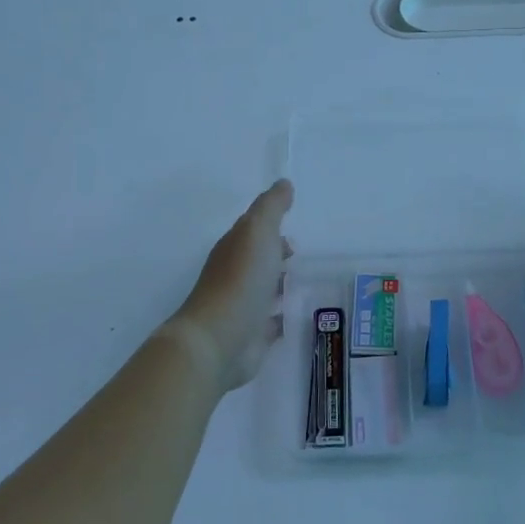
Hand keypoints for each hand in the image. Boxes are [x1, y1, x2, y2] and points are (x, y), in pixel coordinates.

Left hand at [165, 180, 293, 392]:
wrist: (218, 340)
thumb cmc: (240, 280)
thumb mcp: (258, 232)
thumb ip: (272, 207)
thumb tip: (284, 183)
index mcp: (234, 247)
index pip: (253, 230)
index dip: (272, 225)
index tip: (294, 227)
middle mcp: (235, 275)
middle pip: (259, 259)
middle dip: (277, 254)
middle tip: (302, 254)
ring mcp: (242, 307)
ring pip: (264, 289)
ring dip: (280, 283)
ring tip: (306, 282)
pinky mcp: (251, 336)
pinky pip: (270, 322)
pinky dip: (281, 316)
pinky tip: (296, 316)